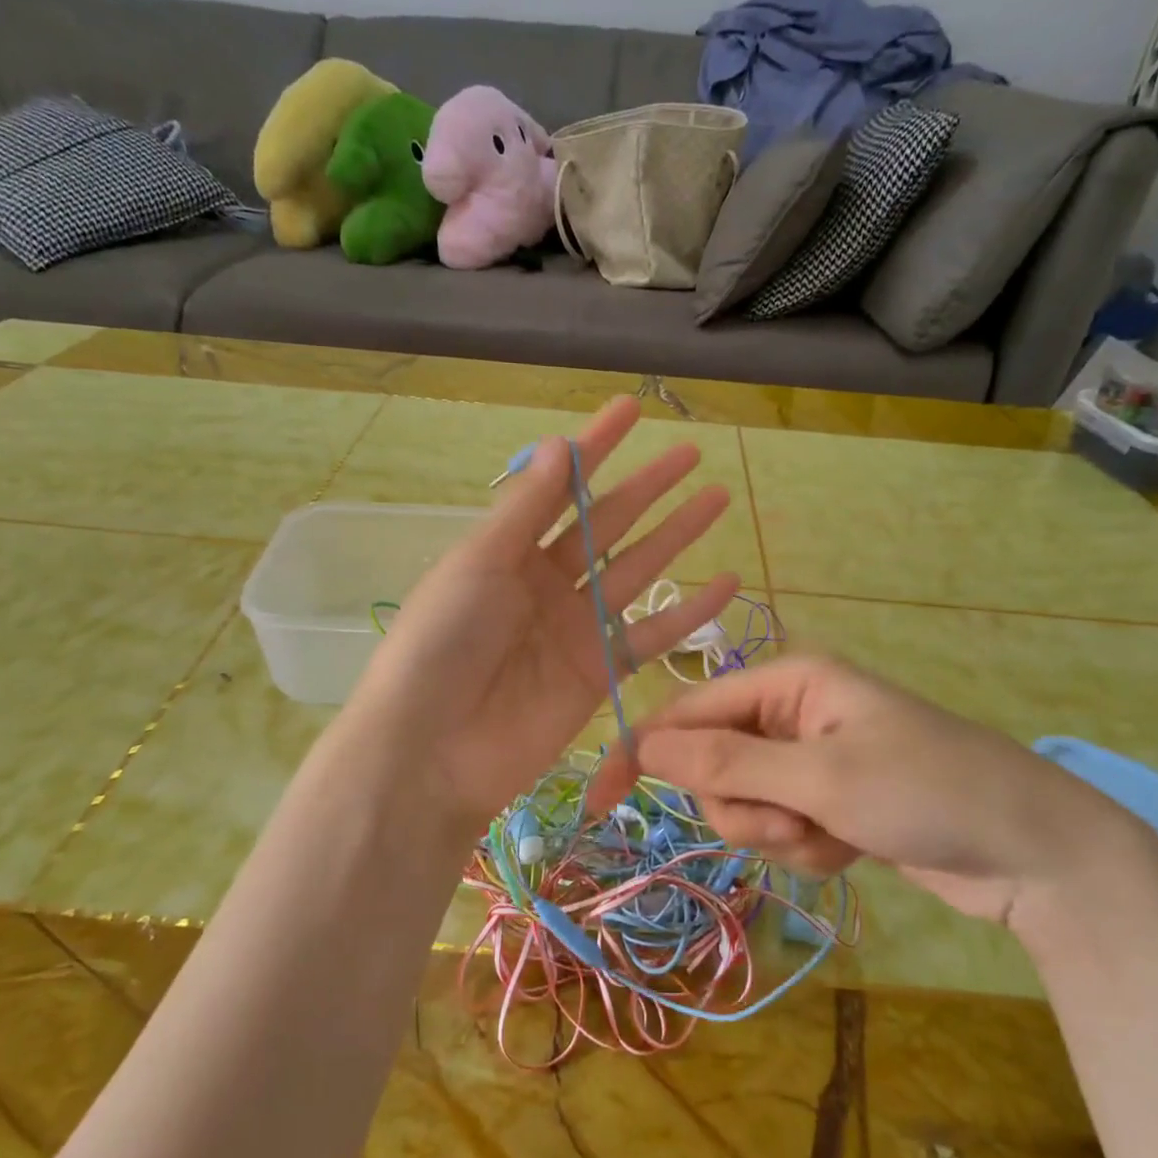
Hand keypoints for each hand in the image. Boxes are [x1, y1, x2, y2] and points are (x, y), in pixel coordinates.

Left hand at [343, 395, 739, 831]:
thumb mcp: (478, 564)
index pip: (561, 487)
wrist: (432, 749)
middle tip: (692, 454)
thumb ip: (526, 509)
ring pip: (638, 571)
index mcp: (508, 550)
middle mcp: (546, 583)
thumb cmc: (442, 644)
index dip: (596, 448)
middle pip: (608, 525)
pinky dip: (688, 613)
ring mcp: (576, 628)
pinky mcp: (600, 674)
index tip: (632, 409)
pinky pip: (651, 637)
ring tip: (717, 499)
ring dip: (676, 537)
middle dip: (648, 488)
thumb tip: (563, 445)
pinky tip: (724, 583)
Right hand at [614, 655, 1143, 926]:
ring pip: (744, 805)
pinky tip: (852, 848)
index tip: (598, 802)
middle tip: (794, 823)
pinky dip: (806, 848)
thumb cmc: (929, 791)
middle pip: (714, 765)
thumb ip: (728, 760)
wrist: (1035, 852)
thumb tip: (645, 743)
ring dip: (778, 834)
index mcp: (786, 680)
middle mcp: (790, 712)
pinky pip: (781, 827)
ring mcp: (809, 759)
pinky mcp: (827, 800)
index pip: (688, 711)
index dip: (643, 754)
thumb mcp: (821, 776)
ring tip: (834, 837)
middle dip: (743, 807)